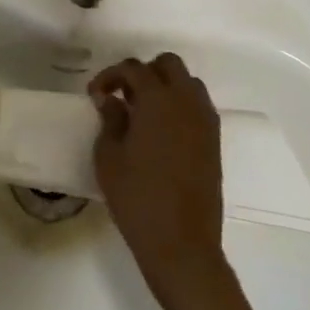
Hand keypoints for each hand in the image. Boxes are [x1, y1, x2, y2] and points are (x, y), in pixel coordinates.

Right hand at [91, 53, 232, 309]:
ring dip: (165, 86)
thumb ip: (110, 120)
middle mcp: (186, 101)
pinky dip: (180, 106)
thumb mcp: (109, 157)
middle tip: (123, 96)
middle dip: (144, 72)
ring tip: (143, 112)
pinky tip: (162, 132)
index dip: (110, 76)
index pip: (133, 68)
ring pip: (187, 82)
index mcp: (158, 99)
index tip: (95, 95)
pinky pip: (198, 106)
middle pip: (167, 64)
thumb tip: (111, 100)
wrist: (182, 246)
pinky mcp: (214, 142)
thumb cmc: (138, 198)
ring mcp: (205, 121)